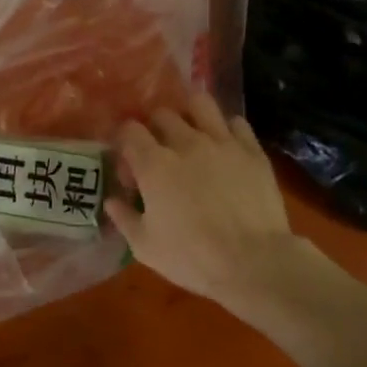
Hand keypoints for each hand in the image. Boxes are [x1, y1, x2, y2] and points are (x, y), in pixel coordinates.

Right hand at [106, 94, 300, 311]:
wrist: (254, 263)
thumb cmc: (193, 258)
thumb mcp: (145, 247)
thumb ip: (124, 218)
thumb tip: (112, 200)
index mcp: (154, 164)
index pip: (129, 130)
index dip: (124, 143)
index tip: (129, 166)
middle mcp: (185, 142)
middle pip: (162, 114)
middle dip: (155, 129)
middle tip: (160, 153)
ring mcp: (222, 142)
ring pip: (200, 104)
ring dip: (190, 114)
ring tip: (191, 133)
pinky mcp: (252, 150)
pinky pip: (237, 122)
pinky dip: (226, 129)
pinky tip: (225, 146)